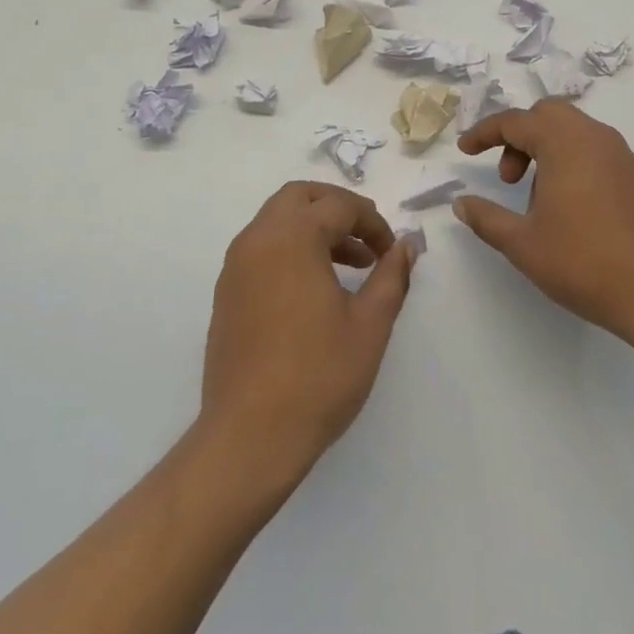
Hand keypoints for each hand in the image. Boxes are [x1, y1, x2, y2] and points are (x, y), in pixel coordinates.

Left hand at [201, 182, 417, 482]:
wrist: (249, 436)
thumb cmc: (317, 376)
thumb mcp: (369, 325)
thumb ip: (391, 276)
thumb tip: (407, 244)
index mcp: (292, 237)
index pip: (339, 206)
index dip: (372, 222)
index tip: (392, 251)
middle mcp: (258, 239)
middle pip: (300, 197)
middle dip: (337, 207)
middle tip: (367, 237)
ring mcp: (236, 265)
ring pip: (277, 220)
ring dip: (314, 228)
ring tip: (351, 265)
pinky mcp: (227, 291)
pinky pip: (262, 247)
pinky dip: (291, 248)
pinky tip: (315, 288)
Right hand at [455, 100, 633, 346]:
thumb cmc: (584, 263)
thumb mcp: (522, 244)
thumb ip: (486, 218)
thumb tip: (461, 204)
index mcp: (565, 143)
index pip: (515, 121)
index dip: (484, 133)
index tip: (465, 150)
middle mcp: (596, 138)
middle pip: (548, 115)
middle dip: (519, 137)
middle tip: (508, 178)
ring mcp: (624, 156)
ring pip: (575, 132)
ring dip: (547, 151)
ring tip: (538, 201)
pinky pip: (597, 153)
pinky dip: (573, 163)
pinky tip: (571, 209)